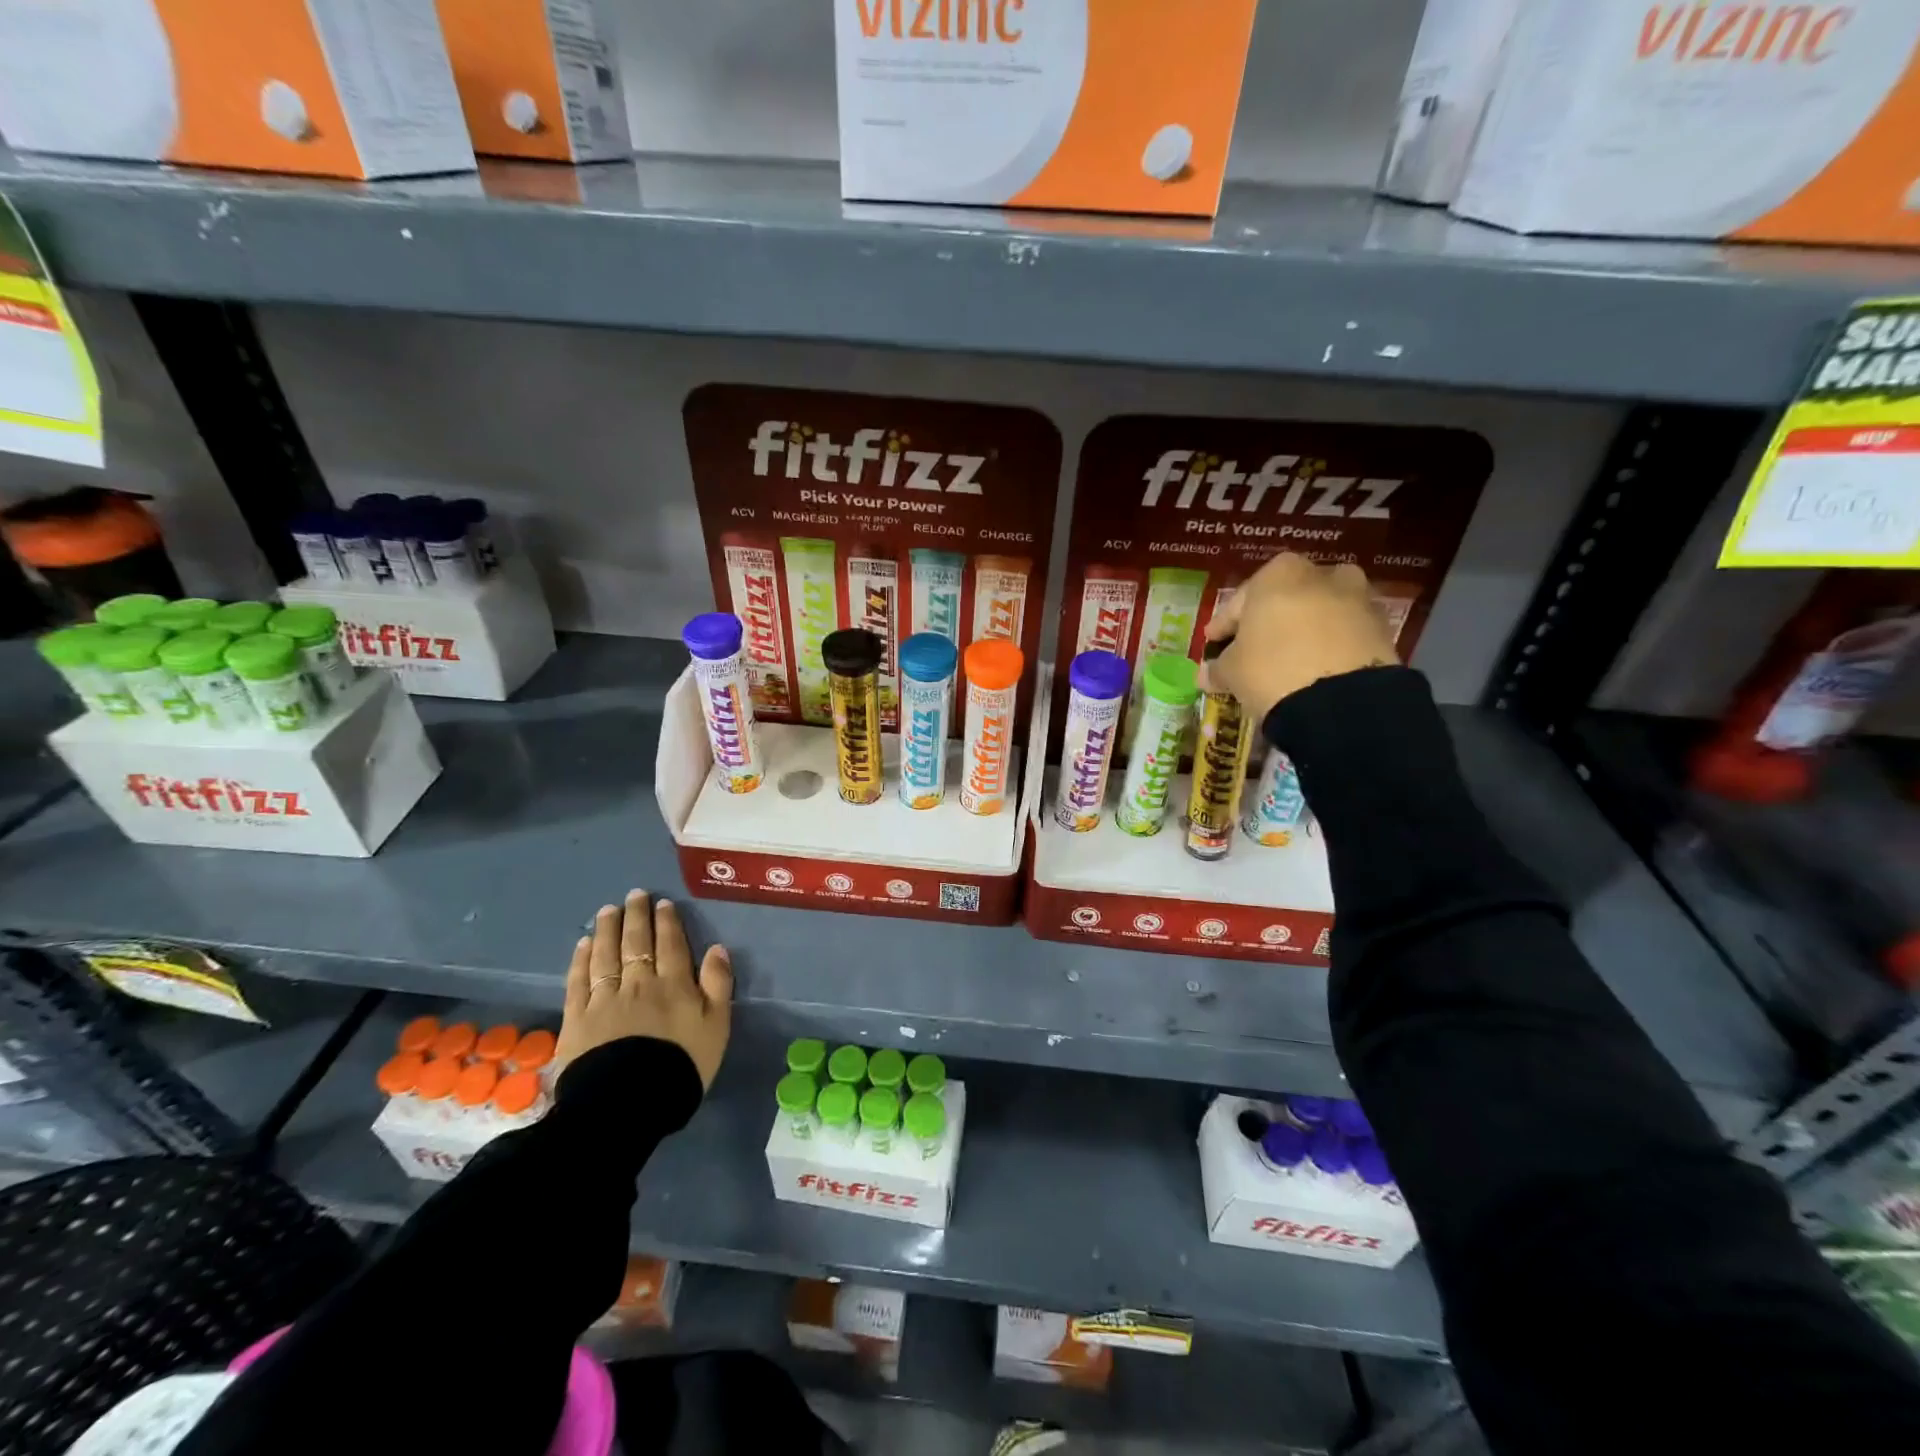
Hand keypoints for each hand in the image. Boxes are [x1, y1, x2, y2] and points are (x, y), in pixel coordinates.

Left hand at [556, 889, 732, 1087]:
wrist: (628, 1104)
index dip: (667, 922)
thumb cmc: (681, 1066)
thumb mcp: (716, 1027)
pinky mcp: (577, 1019)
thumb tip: (717, 948)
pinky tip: (583, 945)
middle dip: (636, 916)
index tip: (662, 903)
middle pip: (636, 942)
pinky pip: (578, 982)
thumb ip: (718, 985)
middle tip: (634, 895)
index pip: (671, 945)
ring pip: (606, 955)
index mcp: (674, 985)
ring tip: (607, 911)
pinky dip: (581, 960)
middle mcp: (639, 983)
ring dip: (607, 930)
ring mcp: (605, 999)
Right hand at [1200, 553, 1399, 723]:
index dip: (1224, 625)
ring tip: (1289, 659)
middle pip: (1286, 599)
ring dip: (1304, 631)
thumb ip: (1218, 667)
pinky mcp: (1382, 628)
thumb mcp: (1232, 671)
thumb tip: (1208, 673)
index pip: (1240, 600)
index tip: (1215, 643)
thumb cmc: (1272, 669)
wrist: (1342, 701)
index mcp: (1278, 574)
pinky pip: (1343, 633)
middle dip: (1270, 621)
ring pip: (1319, 613)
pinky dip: (1330, 646)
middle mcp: (1321, 574)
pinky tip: (1316, 668)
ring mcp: (1358, 598)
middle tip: (1254, 649)